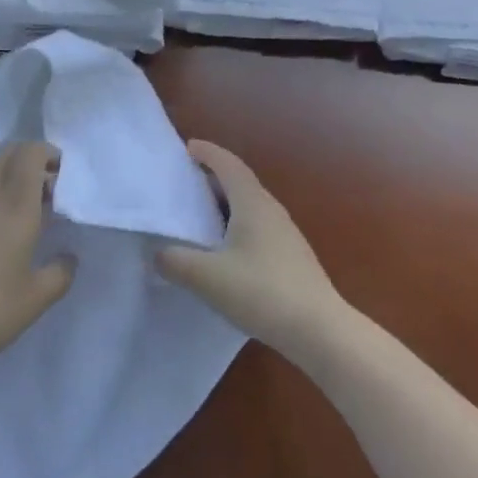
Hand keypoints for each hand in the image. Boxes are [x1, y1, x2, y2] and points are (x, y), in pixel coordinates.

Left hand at [0, 143, 74, 374]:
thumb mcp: (36, 299)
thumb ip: (60, 272)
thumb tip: (67, 258)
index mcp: (16, 206)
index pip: (30, 154)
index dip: (45, 154)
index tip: (57, 175)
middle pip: (5, 156)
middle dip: (25, 163)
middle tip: (38, 194)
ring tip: (6, 220)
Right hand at [157, 141, 349, 359]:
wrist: (320, 331)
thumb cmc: (261, 292)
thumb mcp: (206, 277)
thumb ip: (175, 261)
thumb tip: (157, 253)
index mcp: (252, 203)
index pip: (228, 164)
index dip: (207, 152)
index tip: (187, 147)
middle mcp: (272, 211)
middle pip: (240, 183)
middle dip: (213, 178)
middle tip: (185, 183)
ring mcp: (286, 235)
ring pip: (250, 207)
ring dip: (225, 205)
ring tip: (200, 217)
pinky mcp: (292, 258)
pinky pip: (258, 228)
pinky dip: (236, 227)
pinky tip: (225, 252)